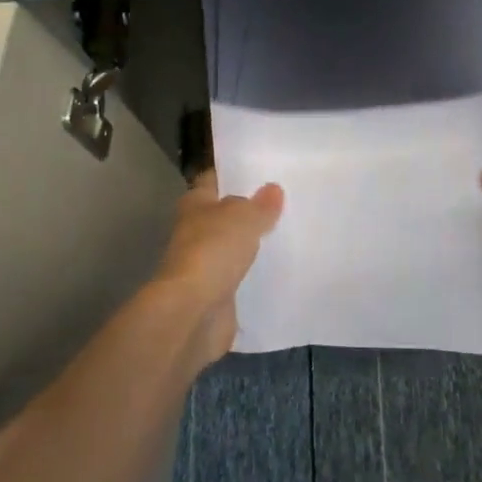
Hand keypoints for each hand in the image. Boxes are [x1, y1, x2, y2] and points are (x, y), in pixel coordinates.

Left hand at [148, 173, 283, 366]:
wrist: (194, 311)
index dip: (232, 173)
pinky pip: (239, 276)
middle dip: (248, 210)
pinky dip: (253, 273)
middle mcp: (195, 231)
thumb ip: (260, 204)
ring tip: (287, 233)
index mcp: (195, 204)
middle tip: (284, 202)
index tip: (260, 170)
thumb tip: (272, 189)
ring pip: (232, 246)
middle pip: (224, 214)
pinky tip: (278, 268)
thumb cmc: (213, 251)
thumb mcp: (244, 217)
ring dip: (251, 243)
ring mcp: (204, 263)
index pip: (213, 180)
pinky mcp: (215, 293)